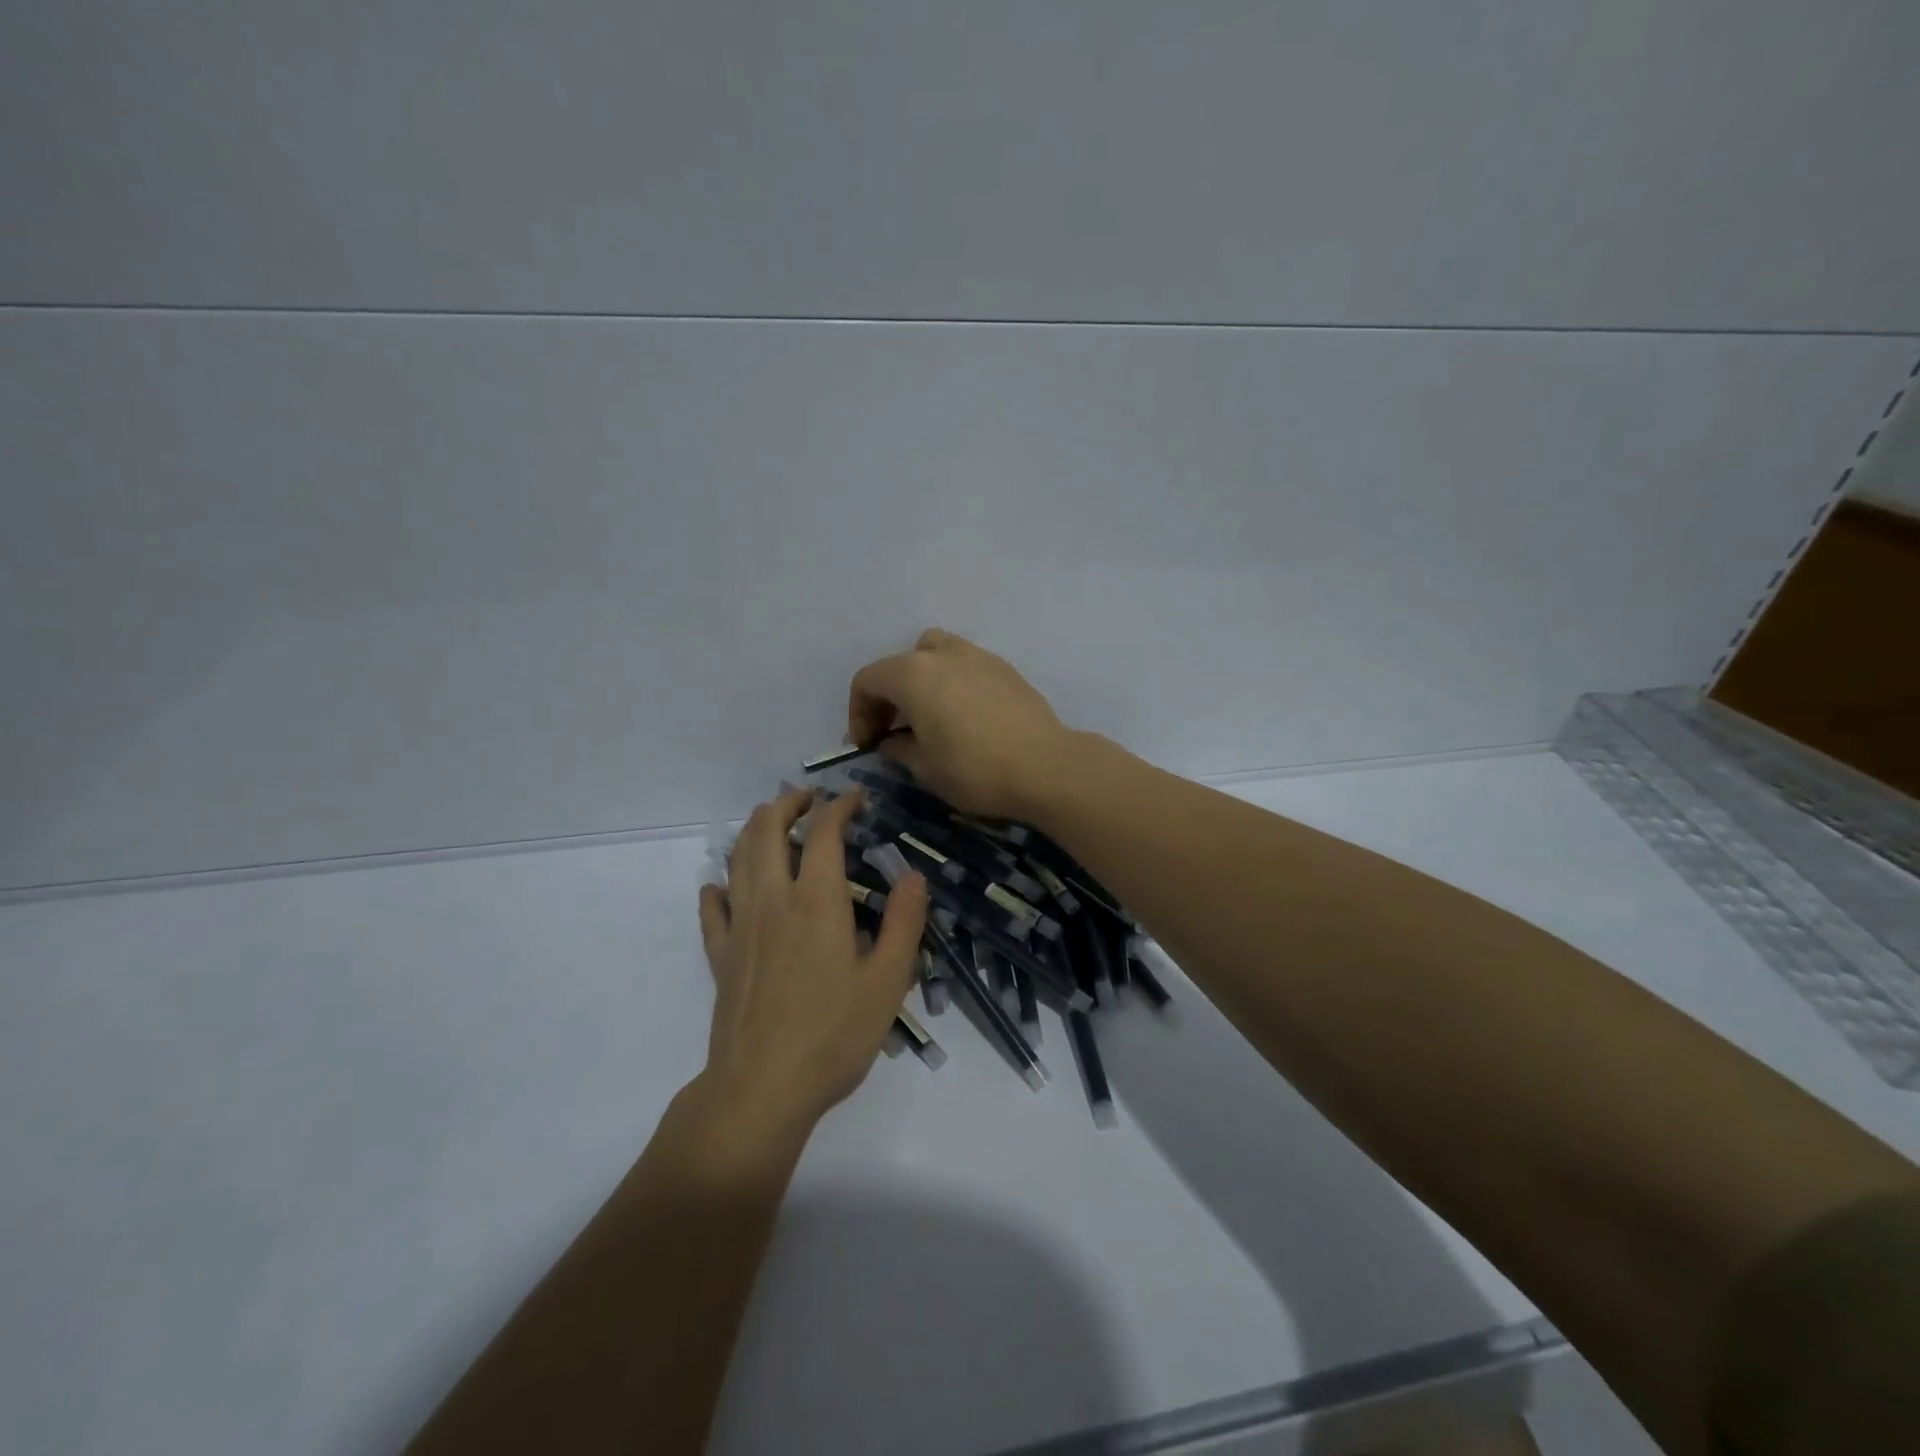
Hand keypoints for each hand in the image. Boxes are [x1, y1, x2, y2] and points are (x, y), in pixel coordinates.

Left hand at [696, 788, 927, 1140]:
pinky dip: (719, 886)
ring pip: (738, 858)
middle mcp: (773, 900)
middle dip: (788, 804)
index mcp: (817, 902)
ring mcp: (740, 926)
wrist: (761, 1088)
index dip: (839, 807)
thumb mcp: (888, 981)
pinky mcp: (720, 955)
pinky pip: (712, 908)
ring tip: (770, 822)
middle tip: (808, 798)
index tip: (855, 798)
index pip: (825, 833)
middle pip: (768, 831)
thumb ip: (904, 923)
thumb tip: (914, 876)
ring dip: (754, 830)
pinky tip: (722, 885)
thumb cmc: (834, 1034)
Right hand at [847, 629, 1072, 818]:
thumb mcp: (924, 767)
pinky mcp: (1004, 668)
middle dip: (888, 696)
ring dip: (921, 680)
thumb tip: (890, 741)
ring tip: (928, 715)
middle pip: (899, 664)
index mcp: (912, 673)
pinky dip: (952, 683)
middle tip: (892, 732)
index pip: (867, 681)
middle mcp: (942, 653)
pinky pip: (965, 665)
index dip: (858, 713)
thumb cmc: (974, 769)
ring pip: (934, 653)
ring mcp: (977, 655)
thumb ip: (898, 748)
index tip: (868, 745)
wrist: (1045, 766)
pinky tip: (963, 716)